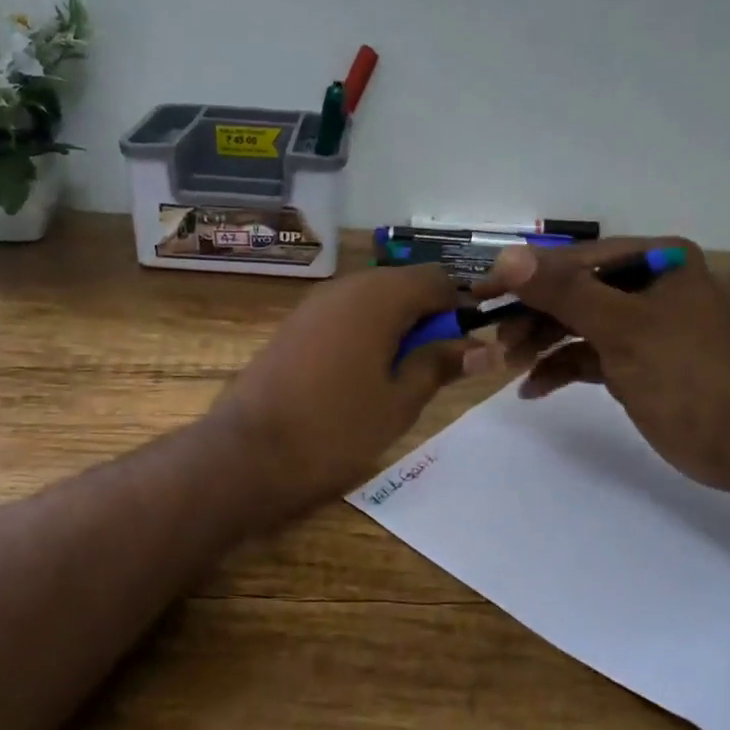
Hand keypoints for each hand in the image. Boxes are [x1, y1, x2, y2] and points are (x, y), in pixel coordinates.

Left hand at [209, 263, 469, 512]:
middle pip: (404, 285)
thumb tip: (480, 346)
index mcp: (380, 296)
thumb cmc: (335, 428)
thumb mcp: (400, 401)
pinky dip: (366, 332)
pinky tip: (363, 374)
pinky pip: (345, 314)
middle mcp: (347, 286)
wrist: (249, 450)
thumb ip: (440, 365)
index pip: (438, 279)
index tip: (467, 347)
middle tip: (436, 366)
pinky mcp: (295, 323)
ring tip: (400, 375)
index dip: (461, 308)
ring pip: (374, 300)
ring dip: (397, 326)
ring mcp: (316, 302)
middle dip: (428, 317)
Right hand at [477, 237, 729, 498]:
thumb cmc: (691, 375)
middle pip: (572, 291)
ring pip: (575, 324)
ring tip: (508, 365)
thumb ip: (564, 293)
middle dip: (532, 315)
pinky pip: (586, 356)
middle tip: (493, 338)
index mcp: (655, 261)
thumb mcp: (623, 329)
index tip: (481, 293)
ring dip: (540, 343)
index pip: (575, 260)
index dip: (526, 276)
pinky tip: (532, 388)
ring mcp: (640, 326)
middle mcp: (646, 285)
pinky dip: (559, 368)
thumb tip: (506, 257)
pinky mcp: (635, 362)